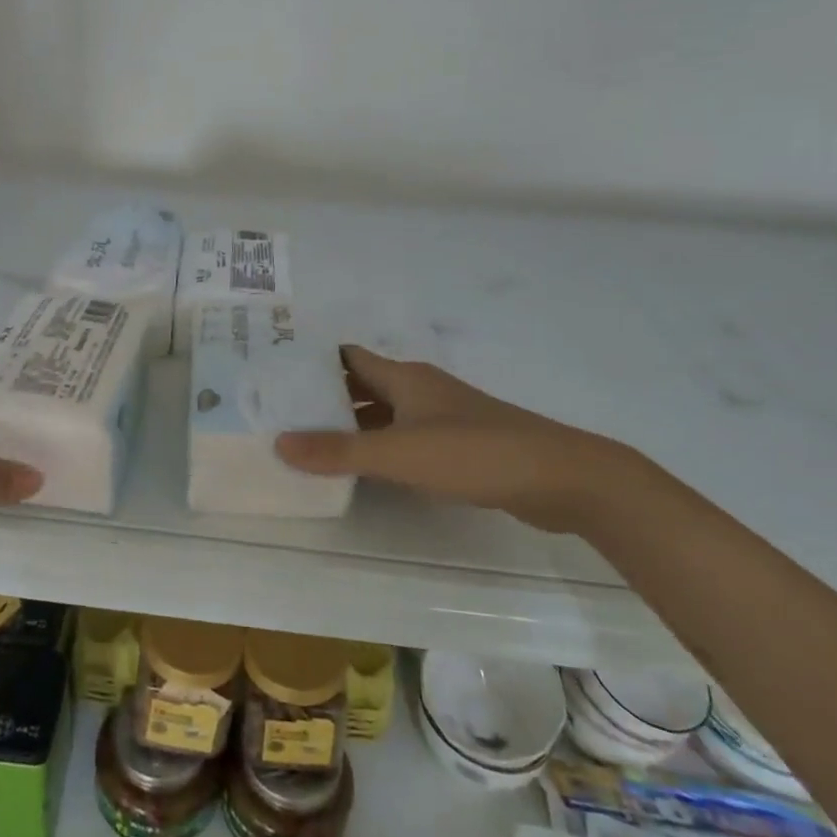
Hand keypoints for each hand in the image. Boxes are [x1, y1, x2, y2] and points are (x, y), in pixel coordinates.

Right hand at [274, 345, 646, 532]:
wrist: (560, 478)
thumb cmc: (474, 453)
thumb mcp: (399, 453)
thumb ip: (338, 451)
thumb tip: (278, 442)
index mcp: (404, 377)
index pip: (348, 358)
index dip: (313, 364)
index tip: (276, 376)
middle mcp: (420, 390)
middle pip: (363, 386)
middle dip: (326, 399)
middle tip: (283, 416)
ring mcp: (442, 418)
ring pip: (384, 415)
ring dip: (352, 427)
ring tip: (311, 445)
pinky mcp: (459, 447)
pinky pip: (406, 439)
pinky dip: (381, 449)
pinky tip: (364, 471)